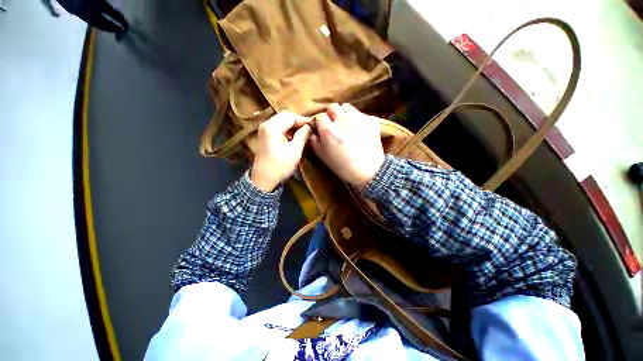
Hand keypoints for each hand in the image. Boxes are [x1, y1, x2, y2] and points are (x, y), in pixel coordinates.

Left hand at [251, 111, 311, 190]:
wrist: (263, 180)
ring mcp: (264, 130)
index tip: (314, 125)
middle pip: (284, 116)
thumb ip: (302, 136)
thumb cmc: (280, 166)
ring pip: (281, 121)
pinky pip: (278, 128)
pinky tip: (294, 137)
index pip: (290, 116)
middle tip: (309, 129)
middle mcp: (266, 125)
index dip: (303, 120)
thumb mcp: (295, 151)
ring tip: (303, 133)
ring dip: (293, 126)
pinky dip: (287, 130)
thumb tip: (309, 126)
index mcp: (272, 127)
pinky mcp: (264, 136)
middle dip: (298, 122)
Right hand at [311, 103, 384, 188]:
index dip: (320, 123)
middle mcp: (342, 120)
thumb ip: (315, 142)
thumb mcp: (323, 156)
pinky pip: (360, 114)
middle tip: (335, 126)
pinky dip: (358, 119)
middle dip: (331, 115)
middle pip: (332, 107)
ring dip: (344, 114)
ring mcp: (358, 118)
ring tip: (347, 126)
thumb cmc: (343, 166)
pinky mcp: (370, 119)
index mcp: (329, 130)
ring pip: (347, 107)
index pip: (319, 116)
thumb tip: (313, 132)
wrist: (369, 171)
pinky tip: (359, 130)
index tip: (323, 130)